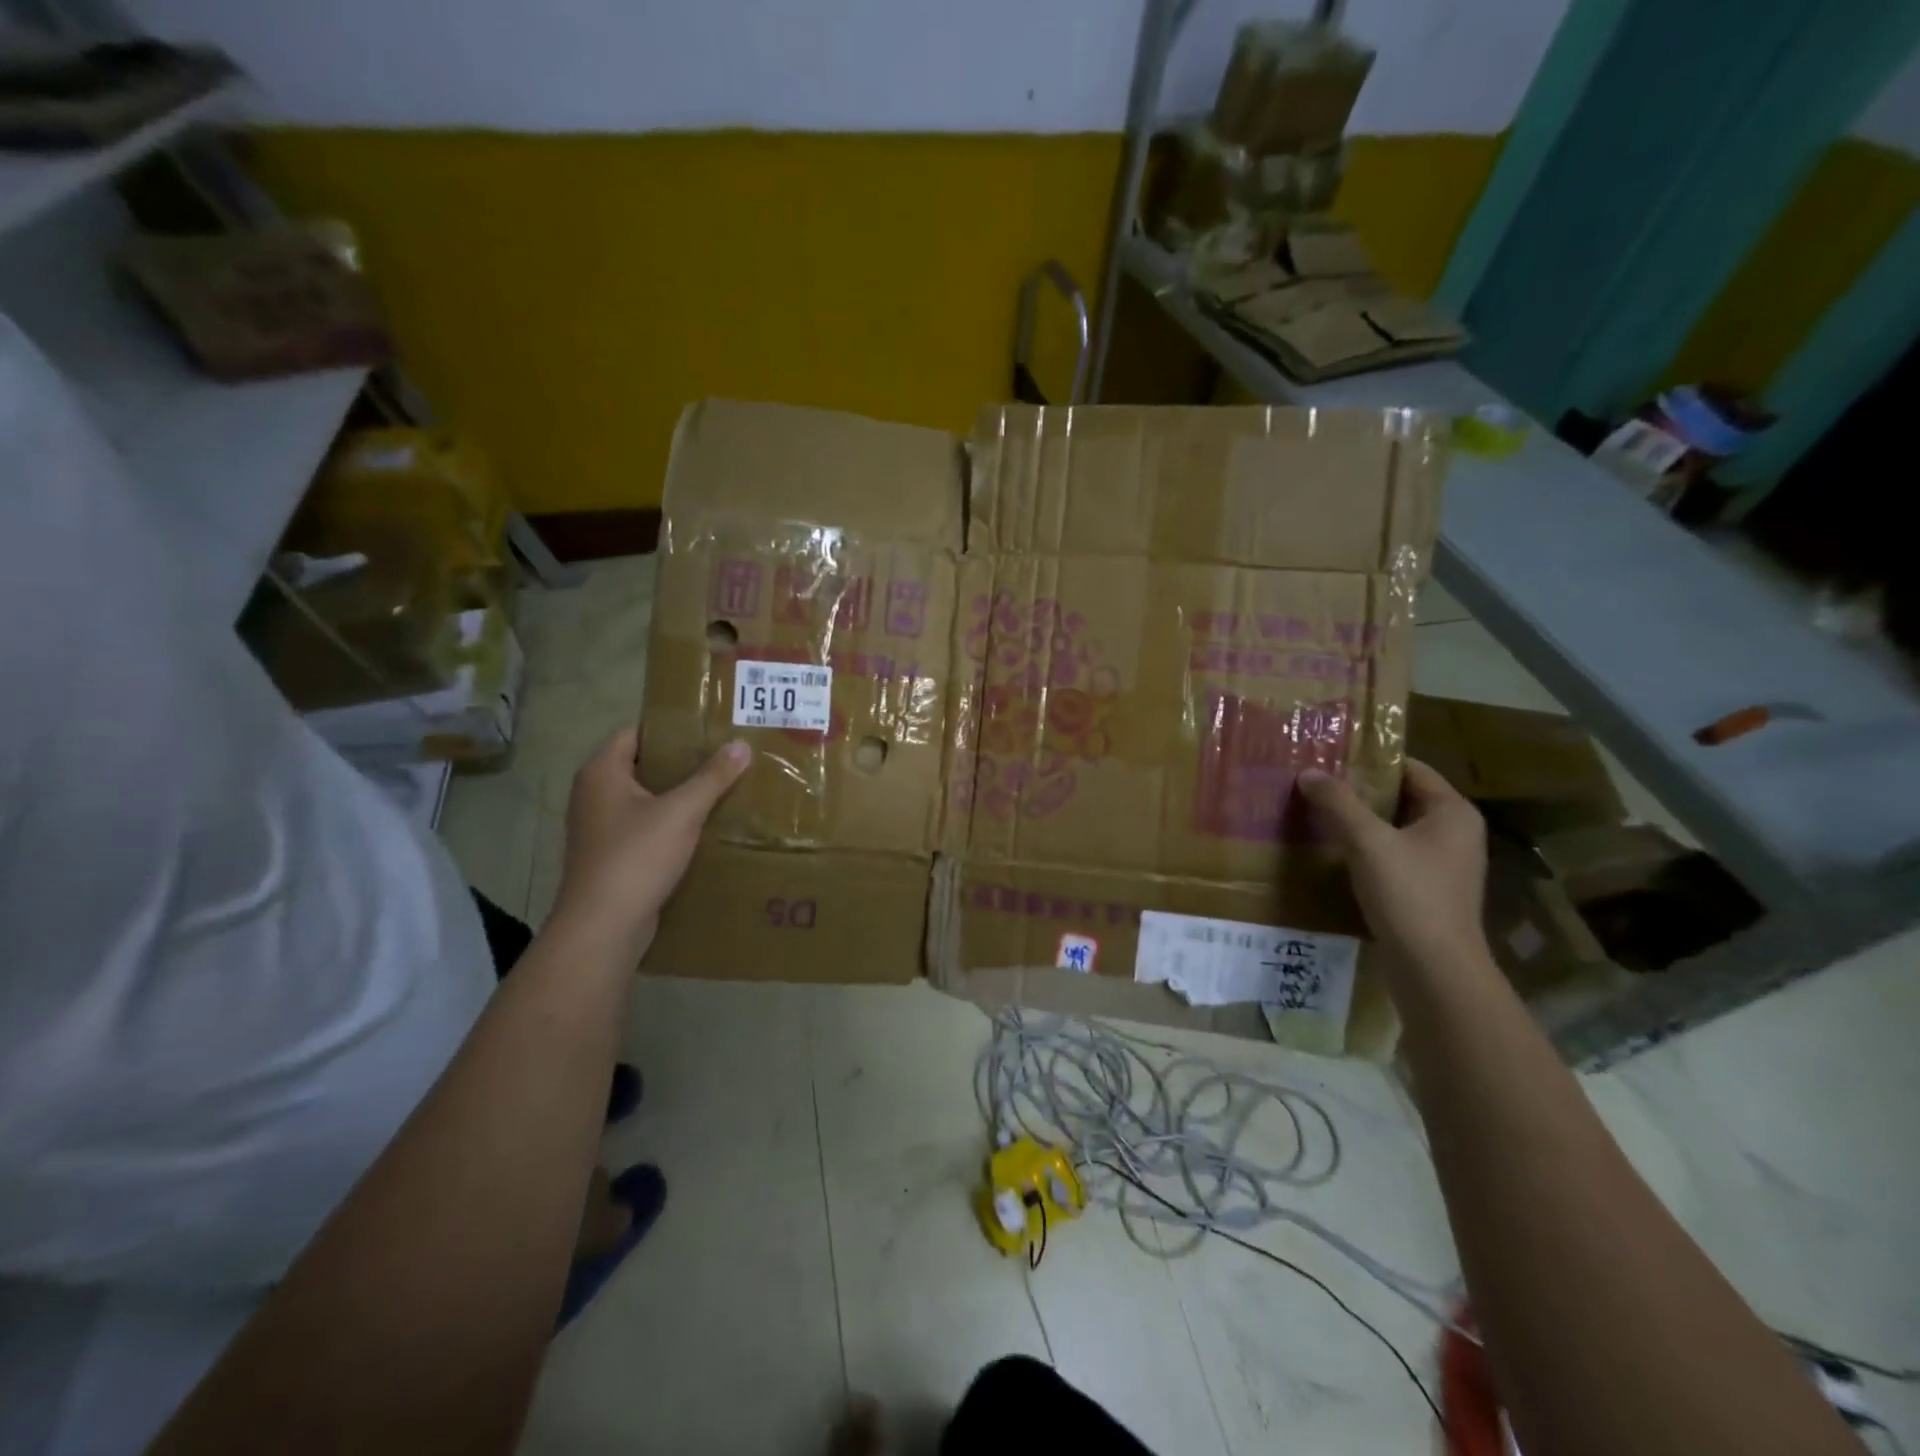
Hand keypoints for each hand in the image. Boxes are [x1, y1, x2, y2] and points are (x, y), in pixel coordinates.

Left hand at [550, 727, 750, 962]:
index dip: (671, 728)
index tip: (708, 729)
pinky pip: (644, 826)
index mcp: (601, 772)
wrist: (604, 926)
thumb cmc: (637, 857)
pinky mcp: (610, 854)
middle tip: (723, 757)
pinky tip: (701, 827)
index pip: (636, 732)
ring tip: (720, 788)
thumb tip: (741, 745)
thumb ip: (712, 777)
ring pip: (644, 798)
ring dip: (678, 794)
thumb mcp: (682, 811)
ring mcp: (599, 827)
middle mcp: (593, 794)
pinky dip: (670, 822)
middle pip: (642, 765)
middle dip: (681, 762)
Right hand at [1298, 758, 1488, 969]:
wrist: (1433, 968)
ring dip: (1359, 821)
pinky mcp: (1428, 889)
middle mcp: (1455, 832)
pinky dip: (1366, 848)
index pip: (1409, 768)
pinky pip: (1393, 854)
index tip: (1329, 757)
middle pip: (1401, 797)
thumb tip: (1307, 772)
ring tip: (1317, 812)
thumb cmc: (1409, 894)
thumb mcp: (1367, 841)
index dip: (1370, 761)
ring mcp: (1444, 864)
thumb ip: (1338, 803)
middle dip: (1359, 791)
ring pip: (1394, 828)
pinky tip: (1333, 851)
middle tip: (1315, 783)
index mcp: (1452, 812)